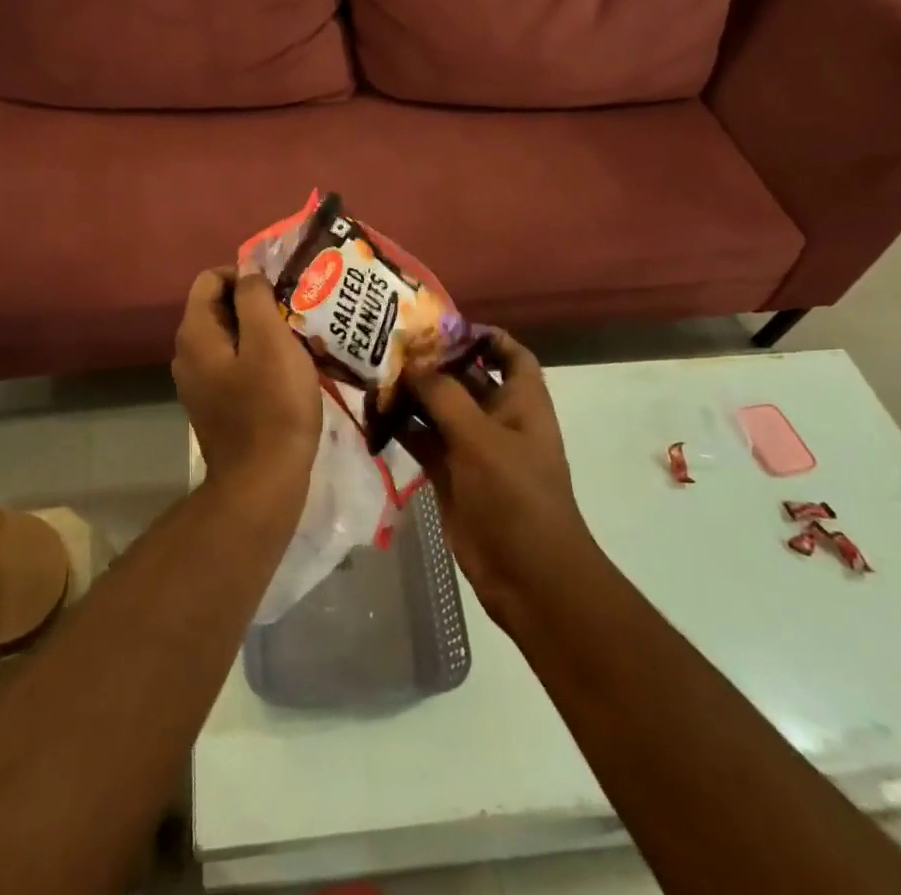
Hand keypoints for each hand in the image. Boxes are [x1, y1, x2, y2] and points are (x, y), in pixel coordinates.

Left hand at [172, 266, 320, 499]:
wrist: (262, 483)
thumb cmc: (271, 406)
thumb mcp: (270, 341)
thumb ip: (254, 298)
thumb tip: (247, 270)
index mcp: (195, 333)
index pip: (210, 279)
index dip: (245, 275)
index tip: (280, 290)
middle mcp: (187, 354)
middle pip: (218, 307)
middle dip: (255, 303)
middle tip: (293, 313)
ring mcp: (198, 382)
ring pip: (229, 337)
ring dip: (260, 332)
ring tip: (296, 340)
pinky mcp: (214, 404)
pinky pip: (233, 364)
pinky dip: (257, 358)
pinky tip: (286, 371)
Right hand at [398, 331, 595, 629]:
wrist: (527, 575)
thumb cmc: (515, 495)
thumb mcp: (480, 437)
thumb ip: (445, 395)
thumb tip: (414, 362)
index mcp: (522, 401)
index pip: (509, 354)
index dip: (483, 335)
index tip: (442, 324)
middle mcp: (498, 418)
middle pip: (466, 377)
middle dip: (433, 361)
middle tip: (390, 343)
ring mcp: (473, 447)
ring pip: (439, 409)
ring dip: (412, 394)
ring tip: (373, 373)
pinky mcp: (451, 474)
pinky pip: (423, 440)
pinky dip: (402, 427)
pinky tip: (373, 414)